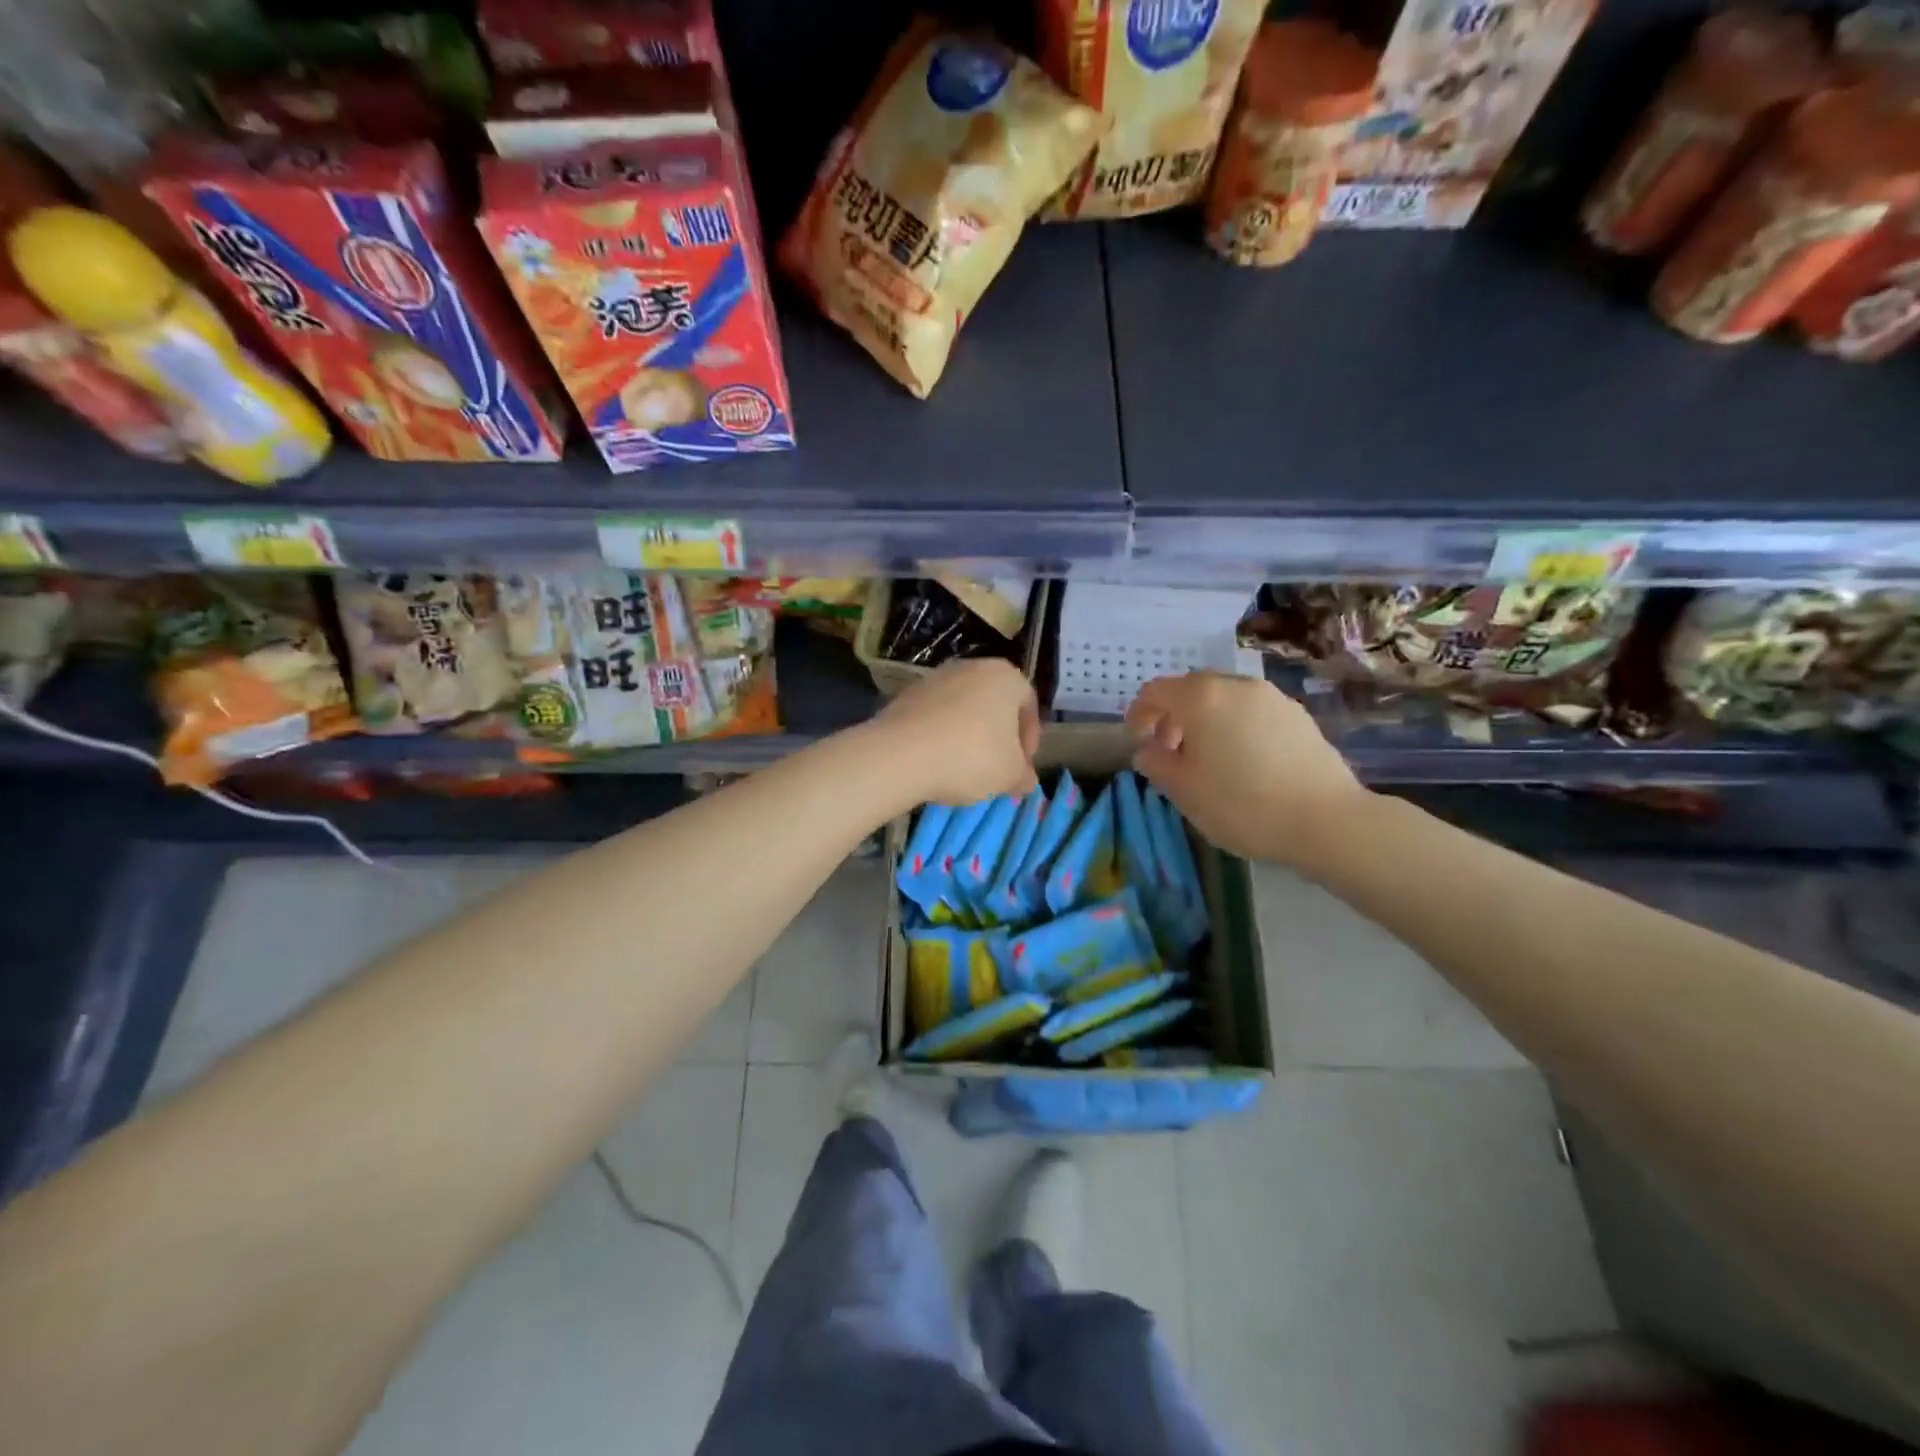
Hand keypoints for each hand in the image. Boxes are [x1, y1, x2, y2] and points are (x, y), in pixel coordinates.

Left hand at [872, 658, 1038, 805]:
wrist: (901, 754)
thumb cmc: (971, 756)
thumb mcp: (1010, 775)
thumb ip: (1024, 776)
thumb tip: (1025, 780)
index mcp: (1005, 677)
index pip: (1028, 705)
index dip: (1030, 739)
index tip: (1021, 767)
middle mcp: (972, 667)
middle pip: (994, 704)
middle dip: (998, 737)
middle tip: (996, 769)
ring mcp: (935, 678)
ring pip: (963, 710)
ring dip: (968, 736)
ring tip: (963, 769)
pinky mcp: (906, 694)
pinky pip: (935, 716)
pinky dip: (941, 736)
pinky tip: (936, 762)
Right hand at [1127, 671, 1369, 867]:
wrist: (1326, 820)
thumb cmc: (1242, 804)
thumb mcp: (1184, 791)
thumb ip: (1157, 764)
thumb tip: (1148, 750)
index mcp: (1202, 698)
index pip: (1156, 691)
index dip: (1139, 714)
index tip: (1137, 741)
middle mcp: (1236, 686)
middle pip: (1191, 689)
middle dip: (1173, 715)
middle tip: (1169, 750)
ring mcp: (1272, 697)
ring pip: (1224, 698)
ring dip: (1205, 719)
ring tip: (1207, 757)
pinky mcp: (1297, 715)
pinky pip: (1251, 710)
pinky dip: (1234, 725)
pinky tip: (1242, 761)